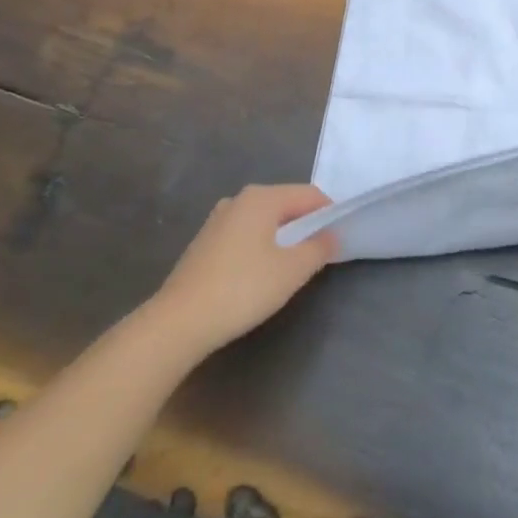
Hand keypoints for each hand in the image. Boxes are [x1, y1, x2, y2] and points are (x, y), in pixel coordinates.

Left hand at [155, 184, 335, 352]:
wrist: (178, 322)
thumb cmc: (242, 289)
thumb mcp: (292, 270)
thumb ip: (319, 248)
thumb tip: (332, 235)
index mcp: (262, 198)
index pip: (309, 195)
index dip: (329, 213)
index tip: (340, 238)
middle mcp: (238, 200)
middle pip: (285, 204)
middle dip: (305, 225)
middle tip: (319, 253)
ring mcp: (217, 220)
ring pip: (263, 221)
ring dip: (282, 237)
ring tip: (291, 266)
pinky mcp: (204, 243)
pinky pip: (244, 235)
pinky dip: (260, 246)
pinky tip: (258, 275)